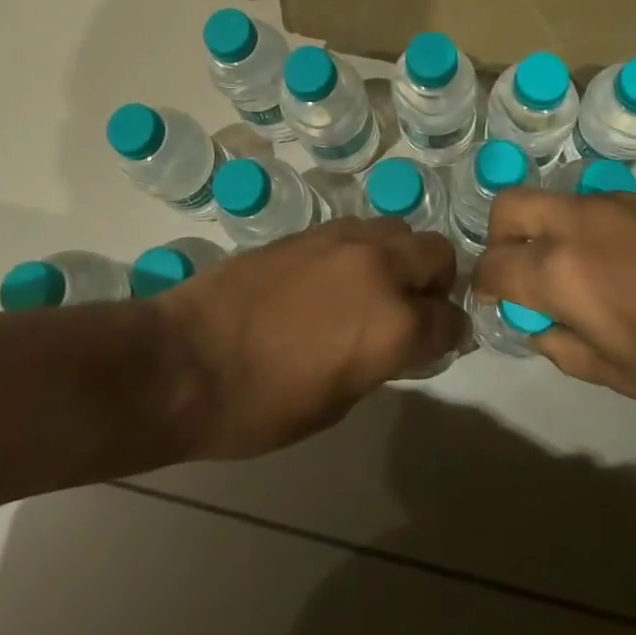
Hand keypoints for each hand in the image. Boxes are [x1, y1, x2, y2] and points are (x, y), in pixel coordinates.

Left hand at [156, 216, 464, 459]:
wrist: (185, 360)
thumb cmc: (261, 405)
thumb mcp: (337, 401)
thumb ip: (381, 360)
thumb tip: (396, 342)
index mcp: (393, 323)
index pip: (449, 319)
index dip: (449, 336)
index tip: (439, 345)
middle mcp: (378, 268)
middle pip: (436, 253)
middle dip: (436, 282)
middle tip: (414, 309)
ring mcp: (340, 240)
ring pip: (397, 229)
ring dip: (400, 257)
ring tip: (374, 288)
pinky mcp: (307, 231)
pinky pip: (356, 229)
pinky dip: (363, 250)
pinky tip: (337, 277)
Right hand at [473, 190, 635, 410]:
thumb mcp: (623, 376)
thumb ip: (564, 348)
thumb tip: (537, 326)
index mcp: (560, 271)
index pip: (493, 266)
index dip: (483, 286)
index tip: (492, 304)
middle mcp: (574, 223)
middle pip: (508, 207)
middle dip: (499, 238)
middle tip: (518, 273)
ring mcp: (610, 203)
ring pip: (549, 200)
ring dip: (541, 229)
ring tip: (568, 273)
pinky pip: (587, 205)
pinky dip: (577, 227)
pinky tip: (611, 264)